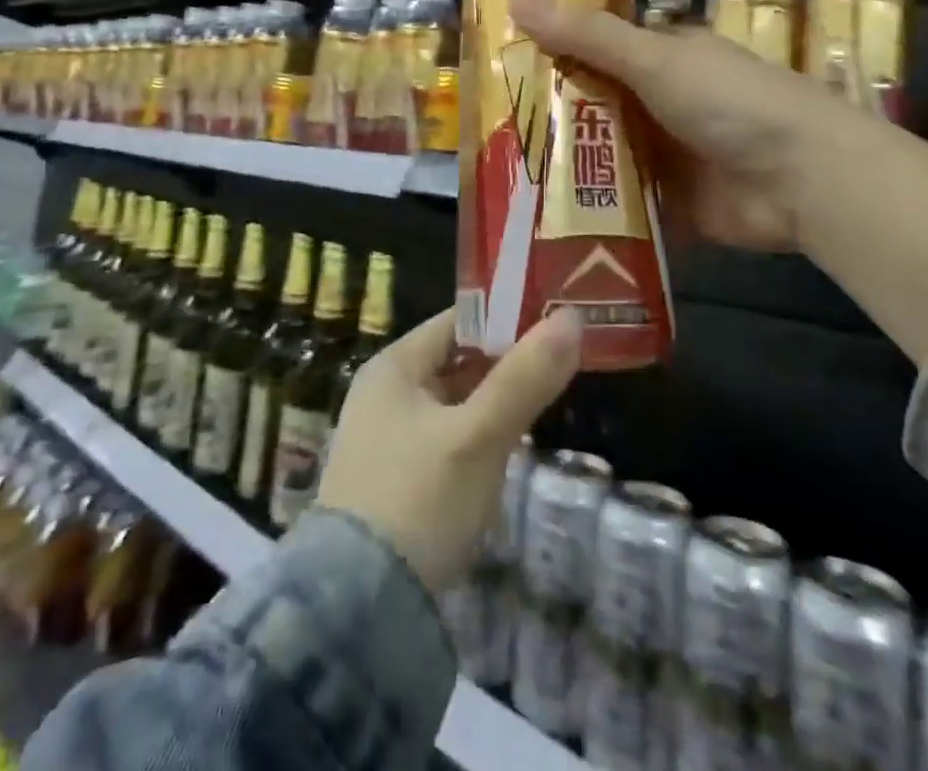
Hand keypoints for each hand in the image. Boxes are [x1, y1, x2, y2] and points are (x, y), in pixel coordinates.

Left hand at [315, 308, 582, 593]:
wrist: (357, 610)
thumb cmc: (418, 500)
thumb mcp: (478, 436)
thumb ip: (524, 377)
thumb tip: (571, 317)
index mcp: (394, 367)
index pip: (457, 321)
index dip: (505, 317)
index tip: (554, 320)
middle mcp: (385, 393)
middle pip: (457, 361)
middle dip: (506, 361)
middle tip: (563, 360)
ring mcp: (388, 438)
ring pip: (455, 402)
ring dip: (495, 400)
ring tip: (548, 398)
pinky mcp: (396, 479)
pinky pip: (448, 438)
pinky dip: (479, 435)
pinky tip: (510, 447)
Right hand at [509, 0, 836, 253]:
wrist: (804, 180)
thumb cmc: (730, 101)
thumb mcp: (654, 59)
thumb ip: (587, 37)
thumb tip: (516, 0)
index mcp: (663, 59)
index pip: (597, 50)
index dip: (552, 54)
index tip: (499, 67)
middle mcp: (661, 104)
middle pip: (595, 106)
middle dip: (550, 117)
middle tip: (488, 129)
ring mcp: (667, 157)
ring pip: (603, 156)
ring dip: (565, 165)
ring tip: (501, 175)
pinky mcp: (670, 205)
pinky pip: (622, 204)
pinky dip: (591, 209)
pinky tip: (542, 218)